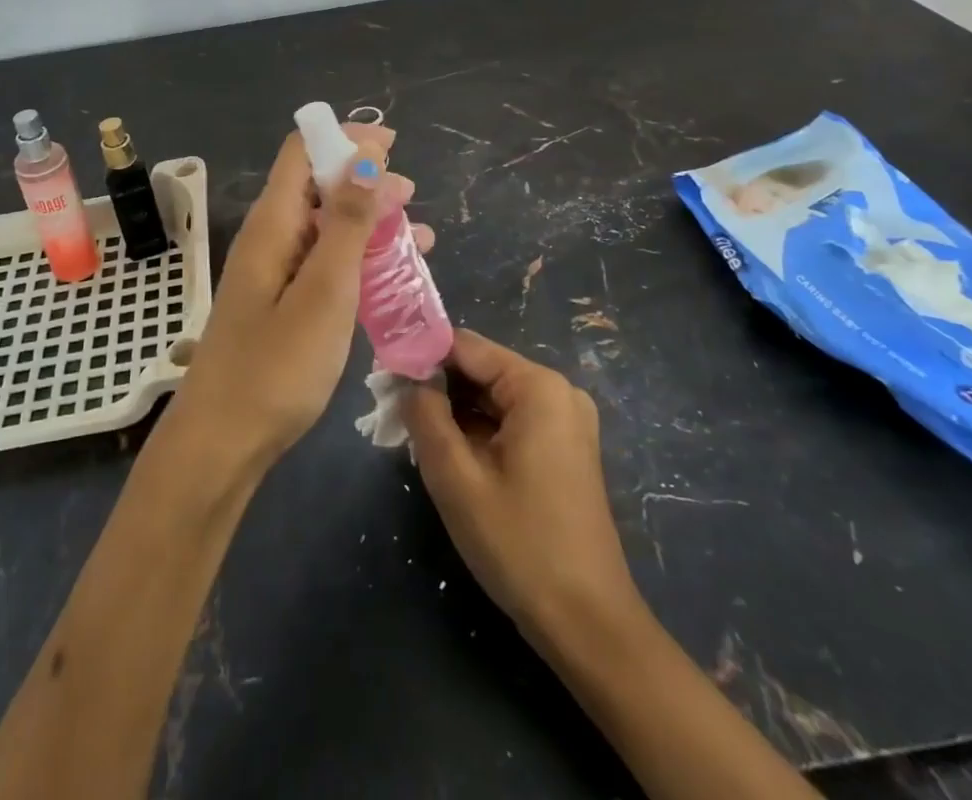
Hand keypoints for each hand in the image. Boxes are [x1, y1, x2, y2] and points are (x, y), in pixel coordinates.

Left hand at [172, 123, 434, 468]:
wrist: (224, 442)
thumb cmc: (277, 367)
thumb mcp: (325, 290)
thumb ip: (348, 223)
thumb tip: (366, 157)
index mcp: (273, 223)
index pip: (302, 152)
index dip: (345, 139)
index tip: (392, 146)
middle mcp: (270, 237)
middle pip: (317, 185)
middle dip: (365, 180)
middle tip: (410, 195)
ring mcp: (274, 271)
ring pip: (326, 227)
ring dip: (369, 223)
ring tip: (417, 235)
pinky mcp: (281, 302)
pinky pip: (323, 262)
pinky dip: (358, 259)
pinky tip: (391, 275)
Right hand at [403, 329, 644, 650]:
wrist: (589, 625)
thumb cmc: (520, 545)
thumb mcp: (456, 478)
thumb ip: (425, 415)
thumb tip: (406, 379)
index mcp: (538, 387)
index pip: (464, 346)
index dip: (420, 355)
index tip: (383, 375)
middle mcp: (557, 392)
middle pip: (480, 370)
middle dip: (435, 386)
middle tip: (390, 409)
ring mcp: (565, 421)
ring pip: (491, 397)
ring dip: (452, 411)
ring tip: (411, 433)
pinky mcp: (563, 449)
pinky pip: (509, 421)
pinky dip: (476, 430)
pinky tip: (448, 454)